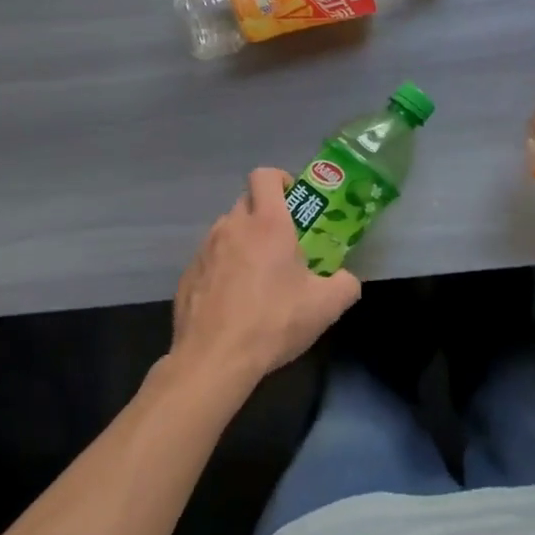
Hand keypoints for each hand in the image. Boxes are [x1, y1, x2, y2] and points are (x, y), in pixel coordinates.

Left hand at [171, 168, 361, 386]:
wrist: (214, 359)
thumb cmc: (273, 321)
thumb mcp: (326, 306)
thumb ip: (346, 284)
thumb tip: (347, 280)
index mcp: (267, 223)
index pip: (265, 176)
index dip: (280, 179)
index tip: (293, 199)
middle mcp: (231, 227)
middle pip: (247, 203)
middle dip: (265, 216)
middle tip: (284, 245)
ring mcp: (204, 250)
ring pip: (227, 232)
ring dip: (243, 243)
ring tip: (258, 277)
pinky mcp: (187, 276)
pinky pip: (210, 260)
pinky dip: (223, 270)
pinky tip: (233, 302)